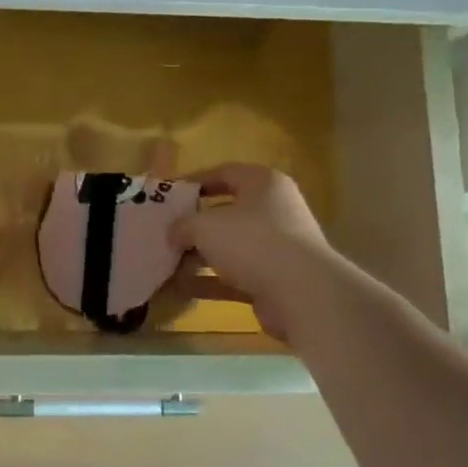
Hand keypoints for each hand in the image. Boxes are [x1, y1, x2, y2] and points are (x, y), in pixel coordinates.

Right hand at [170, 164, 333, 341]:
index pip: (224, 173)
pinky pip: (235, 275)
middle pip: (227, 212)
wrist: (302, 293)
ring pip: (230, 247)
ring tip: (167, 262)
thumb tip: (174, 233)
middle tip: (165, 231)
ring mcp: (277, 247)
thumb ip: (183, 225)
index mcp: (263, 184)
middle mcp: (274, 210)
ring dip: (199, 256)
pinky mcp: (275, 279)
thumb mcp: (204, 225)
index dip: (194, 181)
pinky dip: (210, 280)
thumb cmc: (251, 241)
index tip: (169, 195)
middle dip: (194, 224)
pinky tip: (180, 287)